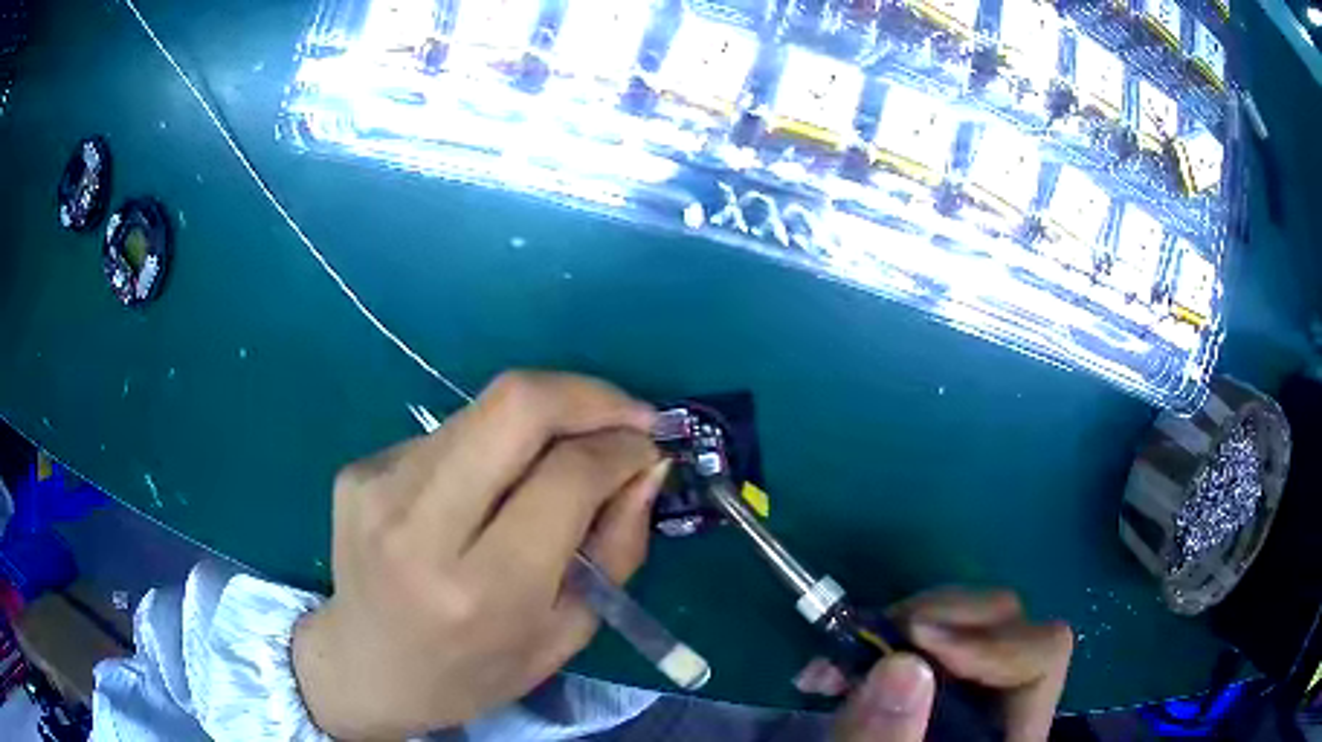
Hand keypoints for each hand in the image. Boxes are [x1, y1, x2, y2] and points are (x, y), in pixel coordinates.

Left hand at [292, 371, 668, 739]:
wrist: (367, 669)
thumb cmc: (475, 671)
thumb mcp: (566, 632)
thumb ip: (617, 547)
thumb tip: (646, 465)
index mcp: (482, 590)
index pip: (566, 477)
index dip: (620, 446)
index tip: (649, 445)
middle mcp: (419, 526)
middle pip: (516, 404)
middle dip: (587, 395)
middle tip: (625, 414)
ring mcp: (378, 488)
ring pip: (482, 409)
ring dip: (541, 420)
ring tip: (562, 456)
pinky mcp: (358, 470)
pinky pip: (448, 434)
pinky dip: (490, 446)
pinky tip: (490, 486)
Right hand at [824, 588, 1072, 741]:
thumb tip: (902, 663)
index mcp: (1013, 735)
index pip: (1041, 655)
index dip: (988, 639)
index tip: (913, 641)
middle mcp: (1006, 704)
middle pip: (1006, 625)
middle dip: (931, 622)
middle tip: (862, 643)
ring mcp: (974, 693)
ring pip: (965, 624)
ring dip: (896, 629)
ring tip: (831, 668)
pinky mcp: (940, 691)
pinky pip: (925, 644)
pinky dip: (881, 643)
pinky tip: (835, 673)